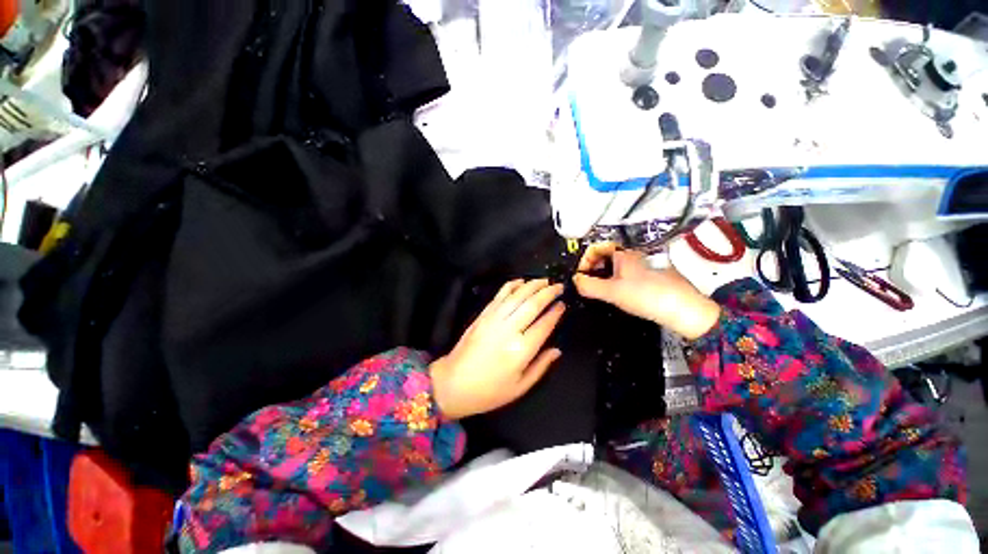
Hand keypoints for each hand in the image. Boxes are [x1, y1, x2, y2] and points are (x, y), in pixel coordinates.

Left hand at [429, 279, 565, 419]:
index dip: (555, 312)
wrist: (453, 383)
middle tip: (558, 286)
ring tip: (544, 280)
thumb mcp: (520, 387)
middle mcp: (509, 330)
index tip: (563, 304)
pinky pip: (499, 295)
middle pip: (532, 304)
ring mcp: (494, 319)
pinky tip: (520, 281)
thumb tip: (557, 350)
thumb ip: (541, 366)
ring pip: (517, 296)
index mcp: (521, 350)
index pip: (544, 324)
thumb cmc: (489, 391)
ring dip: (532, 285)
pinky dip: (511, 286)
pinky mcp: (483, 315)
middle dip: (548, 292)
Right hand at [573, 243, 720, 339]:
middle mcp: (635, 254)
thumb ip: (589, 286)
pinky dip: (617, 279)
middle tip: (588, 283)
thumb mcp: (612, 292)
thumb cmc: (648, 296)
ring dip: (605, 274)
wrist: (685, 310)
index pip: (596, 247)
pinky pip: (628, 272)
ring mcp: (645, 263)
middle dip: (594, 267)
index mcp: (624, 253)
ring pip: (617, 264)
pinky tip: (618, 293)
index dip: (585, 259)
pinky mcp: (652, 274)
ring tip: (601, 289)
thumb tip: (575, 280)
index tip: (581, 275)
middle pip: (606, 255)